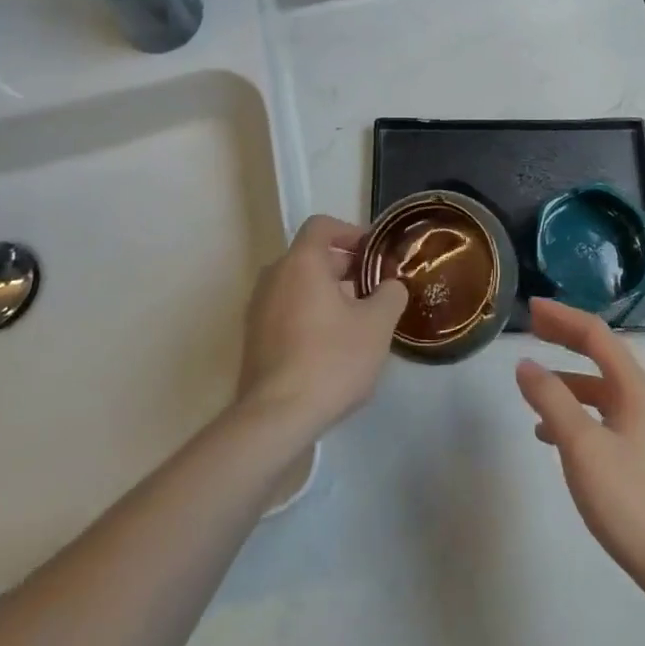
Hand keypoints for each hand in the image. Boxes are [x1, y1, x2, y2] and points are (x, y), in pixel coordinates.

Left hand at [238, 215, 407, 437]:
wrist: (275, 419)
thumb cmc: (330, 360)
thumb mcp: (377, 325)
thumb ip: (390, 295)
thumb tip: (390, 286)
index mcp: (301, 262)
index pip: (322, 226)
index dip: (351, 232)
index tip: (373, 253)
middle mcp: (273, 276)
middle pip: (311, 256)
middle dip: (345, 267)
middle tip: (374, 290)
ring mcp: (258, 309)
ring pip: (298, 286)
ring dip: (328, 293)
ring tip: (357, 321)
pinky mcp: (254, 339)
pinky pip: (286, 311)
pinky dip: (310, 315)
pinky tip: (332, 347)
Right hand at [517, 299, 644, 602]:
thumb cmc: (633, 501)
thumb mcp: (583, 447)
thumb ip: (552, 401)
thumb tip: (525, 364)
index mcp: (634, 388)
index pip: (595, 335)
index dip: (562, 317)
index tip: (530, 308)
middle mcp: (644, 400)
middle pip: (601, 356)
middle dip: (566, 339)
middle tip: (532, 329)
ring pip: (601, 390)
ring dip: (568, 380)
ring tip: (534, 389)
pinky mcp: (643, 460)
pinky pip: (604, 419)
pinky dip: (576, 414)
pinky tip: (554, 438)